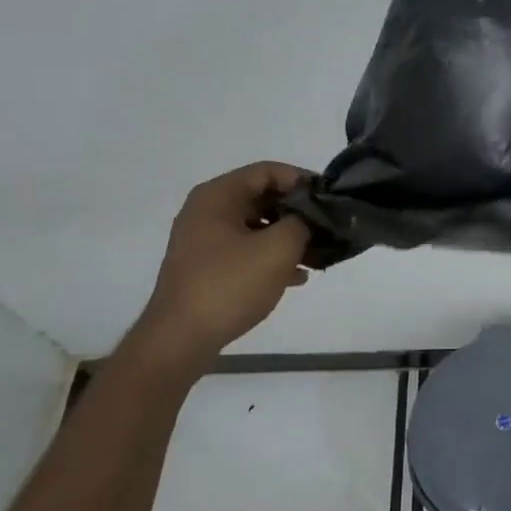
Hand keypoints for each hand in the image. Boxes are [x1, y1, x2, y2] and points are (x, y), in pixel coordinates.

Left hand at [125, 162, 312, 376]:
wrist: (181, 339)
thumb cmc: (229, 285)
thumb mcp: (278, 248)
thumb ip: (302, 222)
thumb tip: (310, 217)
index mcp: (218, 196)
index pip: (268, 171)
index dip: (302, 180)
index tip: (329, 199)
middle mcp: (207, 212)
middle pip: (262, 197)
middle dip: (297, 211)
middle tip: (328, 227)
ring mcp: (204, 241)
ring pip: (257, 227)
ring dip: (288, 237)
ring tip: (318, 254)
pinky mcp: (207, 268)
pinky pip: (247, 251)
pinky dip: (271, 258)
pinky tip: (297, 277)